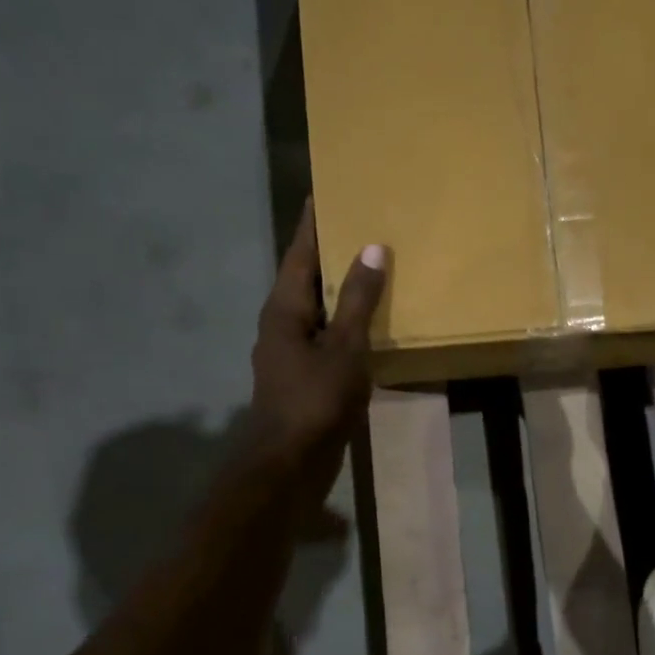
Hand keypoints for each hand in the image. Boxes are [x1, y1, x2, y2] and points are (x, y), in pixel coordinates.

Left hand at [247, 203, 385, 493]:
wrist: (289, 463)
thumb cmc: (315, 400)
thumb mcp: (345, 346)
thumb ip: (360, 300)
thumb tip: (372, 247)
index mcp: (284, 308)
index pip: (299, 252)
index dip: (313, 222)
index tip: (325, 190)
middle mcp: (282, 323)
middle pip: (306, 278)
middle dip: (329, 251)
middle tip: (359, 222)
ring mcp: (290, 352)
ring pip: (317, 308)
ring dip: (340, 288)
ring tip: (370, 266)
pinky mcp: (303, 376)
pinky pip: (326, 335)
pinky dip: (345, 321)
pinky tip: (369, 322)